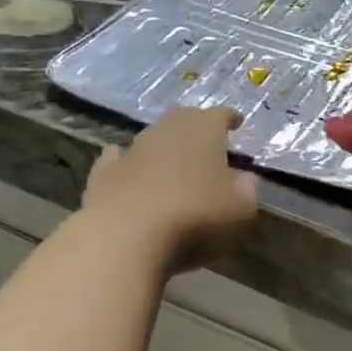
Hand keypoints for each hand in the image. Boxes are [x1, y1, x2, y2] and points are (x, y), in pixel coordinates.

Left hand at [81, 106, 258, 270]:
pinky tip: (125, 165)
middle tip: (206, 142)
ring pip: (152, 137)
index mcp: (204, 130)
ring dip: (164, 146)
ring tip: (173, 161)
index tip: (236, 124)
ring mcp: (133, 148)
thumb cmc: (195, 217)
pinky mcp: (104, 172)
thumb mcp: (240, 210)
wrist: (126, 235)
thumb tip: (245, 178)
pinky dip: (125, 160)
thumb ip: (247, 190)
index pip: (221, 115)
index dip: (230, 119)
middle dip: (196, 127)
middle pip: (184, 118)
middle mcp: (167, 129)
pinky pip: (118, 158)